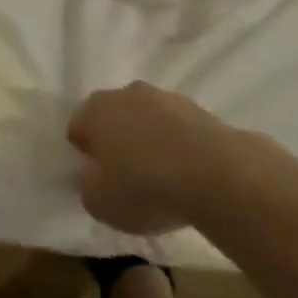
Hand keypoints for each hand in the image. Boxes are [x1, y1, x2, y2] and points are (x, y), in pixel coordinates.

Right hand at [66, 84, 233, 234]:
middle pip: (114, 118)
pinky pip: (181, 131)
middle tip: (129, 177)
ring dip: (152, 142)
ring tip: (165, 178)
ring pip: (149, 121)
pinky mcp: (203, 111)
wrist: (219, 177)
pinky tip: (191, 175)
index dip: (85, 155)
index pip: (78, 129)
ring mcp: (166, 99)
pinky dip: (182, 148)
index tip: (98, 179)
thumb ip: (88, 187)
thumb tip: (93, 178)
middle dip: (118, 142)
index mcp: (93, 110)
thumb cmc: (145, 187)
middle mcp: (125, 94)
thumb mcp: (100, 203)